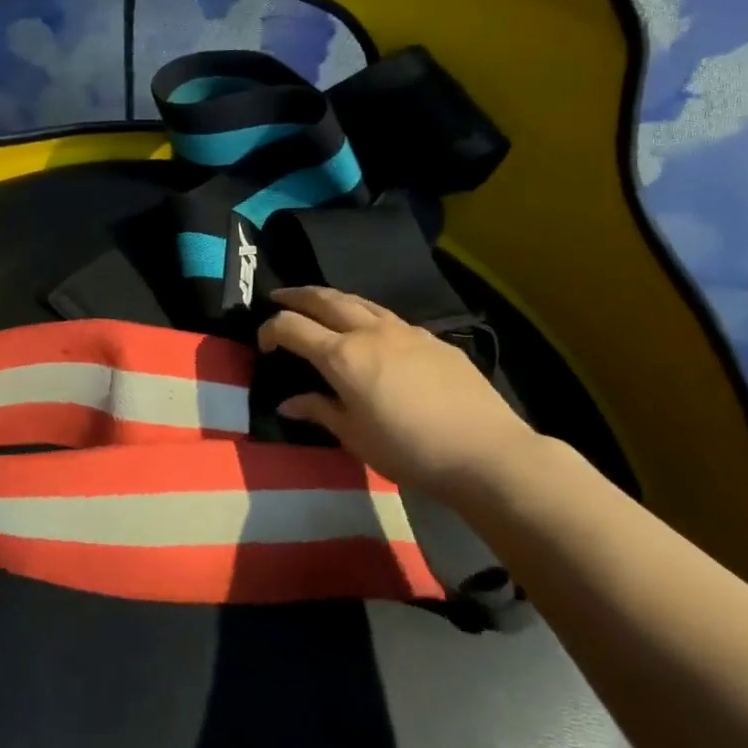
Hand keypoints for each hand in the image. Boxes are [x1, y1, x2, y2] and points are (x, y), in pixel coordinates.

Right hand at [258, 286, 540, 495]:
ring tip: (319, 303)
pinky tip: (371, 332)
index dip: (270, 330)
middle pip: (325, 300)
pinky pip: (388, 317)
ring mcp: (405, 331)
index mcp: (343, 356)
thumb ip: (320, 411)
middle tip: (279, 297)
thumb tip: (288, 403)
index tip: (263, 345)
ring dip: (332, 298)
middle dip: (297, 296)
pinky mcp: (432, 339)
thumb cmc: (410, 451)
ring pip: (359, 301)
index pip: (292, 327)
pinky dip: (366, 315)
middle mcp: (370, 333)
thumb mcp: (355, 438)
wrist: (484, 451)